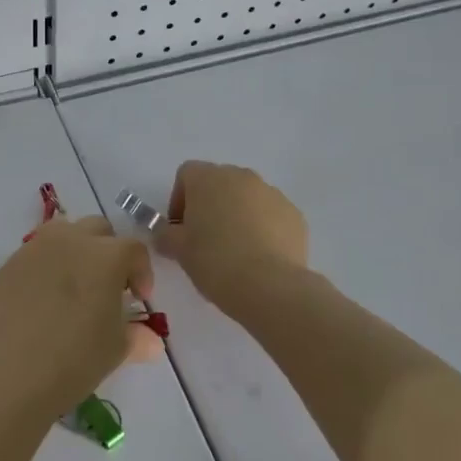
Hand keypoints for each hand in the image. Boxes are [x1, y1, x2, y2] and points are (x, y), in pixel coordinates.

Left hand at [0, 216, 158, 420]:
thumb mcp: (116, 349)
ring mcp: (37, 247)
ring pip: (63, 232)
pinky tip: (42, 298)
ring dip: (75, 249)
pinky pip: (35, 254)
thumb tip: (151, 341)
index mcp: (107, 255)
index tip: (139, 298)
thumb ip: (137, 336)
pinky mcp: (10, 263)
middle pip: (98, 229)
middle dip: (108, 251)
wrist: (14, 372)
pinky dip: (45, 266)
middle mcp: (72, 240)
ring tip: (73, 283)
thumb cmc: (77, 358)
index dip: (141, 272)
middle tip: (107, 284)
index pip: (134, 249)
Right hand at [155, 161, 308, 310]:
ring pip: (247, 199)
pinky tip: (260, 258)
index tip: (180, 228)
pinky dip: (263, 229)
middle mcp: (241, 176)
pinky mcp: (295, 215)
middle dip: (210, 206)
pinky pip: (271, 215)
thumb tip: (165, 234)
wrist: (270, 286)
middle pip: (219, 183)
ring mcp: (272, 193)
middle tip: (205, 240)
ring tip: (235, 252)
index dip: (179, 199)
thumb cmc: (215, 260)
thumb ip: (165, 235)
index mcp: (208, 178)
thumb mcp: (178, 250)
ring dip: (238, 216)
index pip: (186, 174)